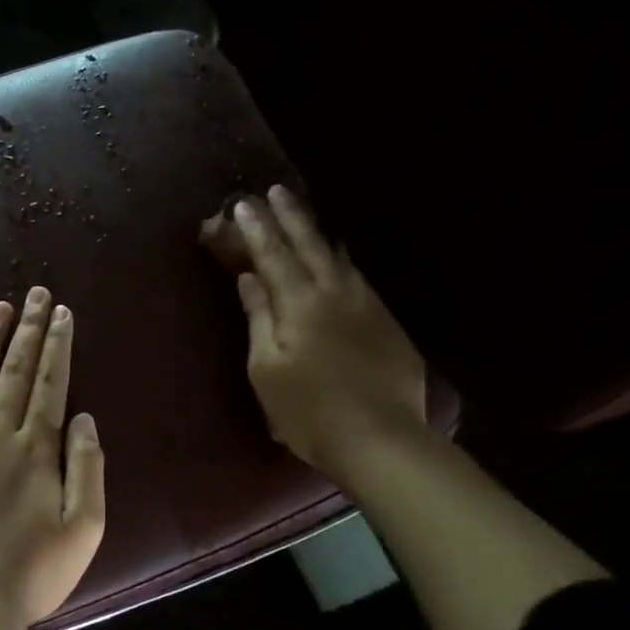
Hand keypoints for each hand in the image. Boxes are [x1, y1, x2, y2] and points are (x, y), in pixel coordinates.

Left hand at [0, 287, 106, 629]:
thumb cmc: (31, 573)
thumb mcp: (84, 529)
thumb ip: (87, 468)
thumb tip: (84, 417)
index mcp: (36, 450)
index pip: (51, 384)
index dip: (58, 346)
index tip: (62, 313)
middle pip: (17, 372)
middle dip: (30, 330)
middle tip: (37, 293)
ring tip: (1, 308)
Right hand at [207, 184, 429, 487]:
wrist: (380, 438)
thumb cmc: (308, 411)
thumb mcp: (266, 368)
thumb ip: (259, 317)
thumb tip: (249, 278)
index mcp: (300, 304)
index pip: (273, 256)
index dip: (256, 229)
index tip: (243, 204)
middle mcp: (335, 294)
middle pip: (310, 246)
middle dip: (290, 217)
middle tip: (276, 191)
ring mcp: (366, 306)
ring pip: (339, 258)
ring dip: (318, 233)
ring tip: (305, 215)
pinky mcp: (387, 324)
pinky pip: (359, 279)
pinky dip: (342, 261)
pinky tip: (340, 260)